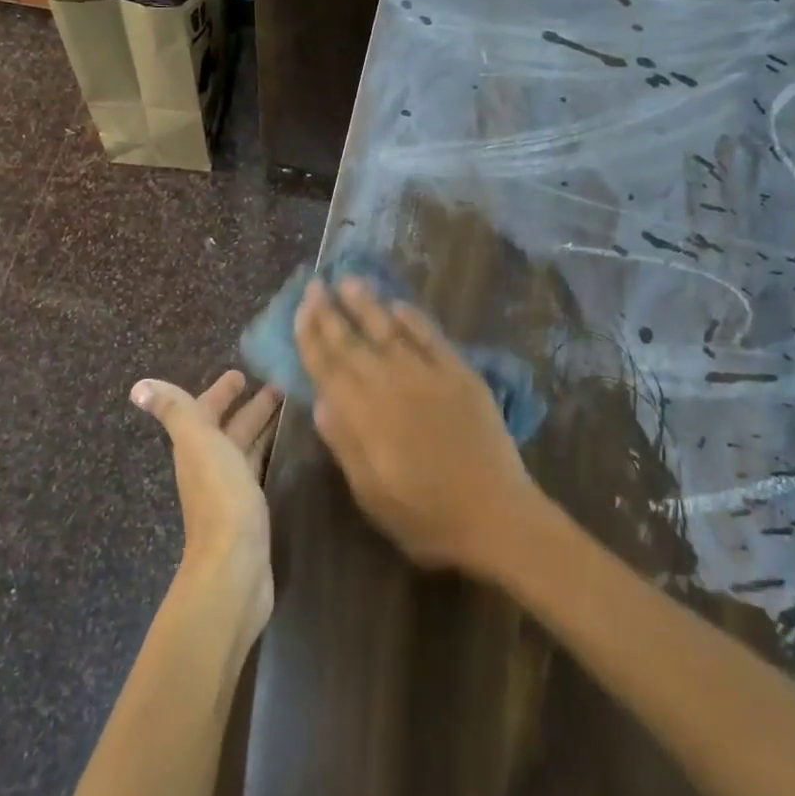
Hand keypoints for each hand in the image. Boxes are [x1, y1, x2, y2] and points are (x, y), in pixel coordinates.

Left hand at [131, 370, 280, 626]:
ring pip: (245, 449)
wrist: (234, 565)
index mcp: (196, 447)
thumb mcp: (197, 443)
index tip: (242, 374)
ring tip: (289, 410)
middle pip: (229, 429)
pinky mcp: (250, 510)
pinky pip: (258, 470)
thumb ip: (175, 411)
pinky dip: (268, 453)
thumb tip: (138, 386)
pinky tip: (285, 451)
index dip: (221, 392)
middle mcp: (209, 466)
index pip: (206, 410)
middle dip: (249, 407)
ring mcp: (230, 490)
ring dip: (261, 428)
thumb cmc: (219, 496)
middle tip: (279, 388)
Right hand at [295, 277, 538, 574]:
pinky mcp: (460, 374)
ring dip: (367, 304)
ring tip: (350, 280)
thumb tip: (320, 401)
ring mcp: (427, 375)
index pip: (328, 367)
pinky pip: (431, 338)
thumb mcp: (370, 493)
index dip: (311, 337)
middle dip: (330, 313)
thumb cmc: (424, 515)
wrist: (494, 515)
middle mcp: (390, 385)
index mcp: (364, 415)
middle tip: (315, 286)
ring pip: (389, 330)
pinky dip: (414, 319)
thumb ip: (345, 443)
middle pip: (353, 342)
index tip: (300, 310)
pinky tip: (399, 305)